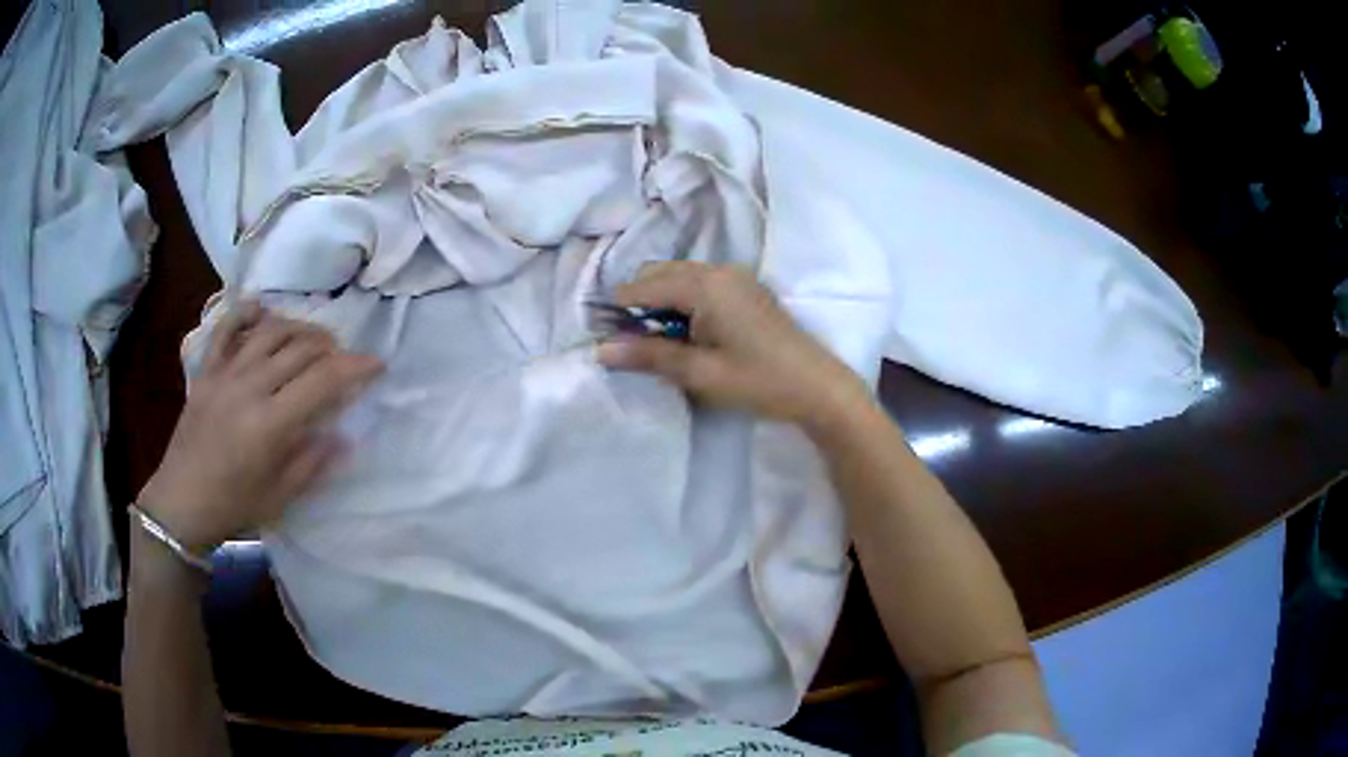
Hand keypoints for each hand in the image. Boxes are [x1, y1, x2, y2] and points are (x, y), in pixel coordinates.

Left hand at [137, 302, 383, 550]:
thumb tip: (342, 435)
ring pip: (269, 332)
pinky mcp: (207, 371)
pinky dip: (245, 313)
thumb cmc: (234, 506)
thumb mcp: (280, 497)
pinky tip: (261, 308)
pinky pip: (226, 330)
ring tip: (314, 339)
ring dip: (299, 328)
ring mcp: (225, 374)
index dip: (355, 368)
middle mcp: (249, 387)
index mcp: (270, 424)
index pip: (322, 381)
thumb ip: (312, 462)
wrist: (181, 502)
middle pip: (300, 349)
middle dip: (331, 348)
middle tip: (344, 359)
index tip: (377, 364)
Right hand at [596, 262, 868, 427]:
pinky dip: (683, 300)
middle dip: (638, 303)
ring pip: (679, 277)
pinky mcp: (746, 288)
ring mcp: (735, 276)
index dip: (618, 311)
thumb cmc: (758, 381)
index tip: (604, 337)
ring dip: (661, 301)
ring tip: (659, 342)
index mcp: (704, 285)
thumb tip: (601, 350)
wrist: (818, 387)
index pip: (643, 287)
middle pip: (659, 274)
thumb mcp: (699, 373)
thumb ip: (649, 356)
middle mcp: (718, 270)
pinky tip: (687, 332)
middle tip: (631, 343)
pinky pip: (701, 283)